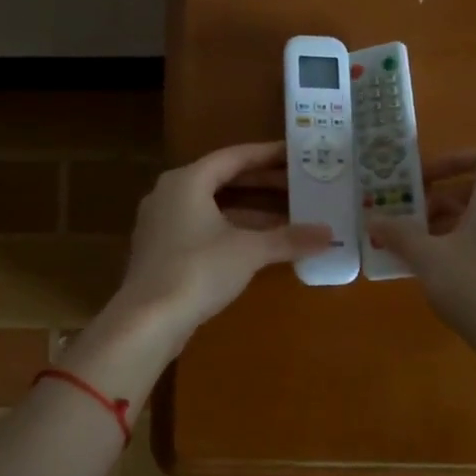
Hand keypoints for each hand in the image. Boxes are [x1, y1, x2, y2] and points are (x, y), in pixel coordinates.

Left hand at [111, 142, 332, 346]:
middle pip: (223, 180)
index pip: (233, 157)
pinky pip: (202, 227)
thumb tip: (328, 234)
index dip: (267, 155)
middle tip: (299, 185)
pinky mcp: (161, 250)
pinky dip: (231, 229)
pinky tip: (259, 243)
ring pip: (213, 206)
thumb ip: (288, 239)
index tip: (296, 154)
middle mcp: (170, 193)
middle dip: (262, 184)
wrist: (147, 321)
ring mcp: (161, 223)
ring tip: (288, 215)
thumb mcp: (249, 252)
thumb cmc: (198, 271)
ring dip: (249, 210)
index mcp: (187, 181)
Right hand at [369, 147, 475, 388]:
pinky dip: (467, 242)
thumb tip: (373, 219)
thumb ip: (399, 233)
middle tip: (410, 218)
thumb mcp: (427, 257)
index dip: (454, 159)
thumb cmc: (474, 286)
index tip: (424, 178)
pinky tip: (442, 270)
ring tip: (418, 246)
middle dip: (442, 198)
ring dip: (451, 223)